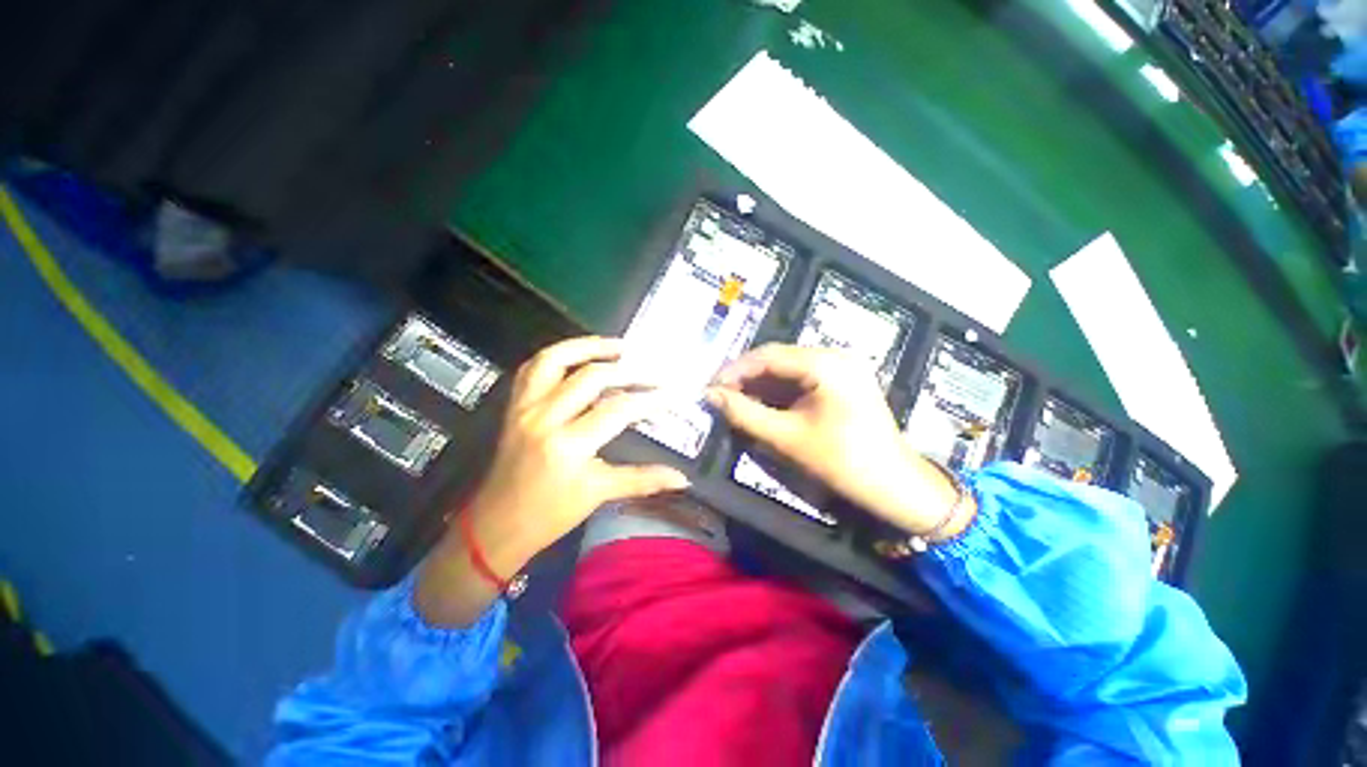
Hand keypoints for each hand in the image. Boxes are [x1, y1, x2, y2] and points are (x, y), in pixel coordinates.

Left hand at [418, 336, 687, 625]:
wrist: (496, 525)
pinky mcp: (514, 405)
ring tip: (619, 347)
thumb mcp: (599, 494)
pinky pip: (534, 367)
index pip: (618, 409)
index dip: (649, 398)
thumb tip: (683, 478)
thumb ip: (642, 480)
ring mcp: (525, 407)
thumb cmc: (550, 514)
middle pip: (592, 377)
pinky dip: (558, 355)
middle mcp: (545, 418)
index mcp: (568, 445)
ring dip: (589, 347)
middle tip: (653, 371)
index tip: (672, 393)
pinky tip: (580, 355)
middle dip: (629, 371)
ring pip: (555, 359)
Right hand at [706, 344, 970, 537]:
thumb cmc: (843, 462)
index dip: (734, 370)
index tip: (710, 388)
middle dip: (746, 377)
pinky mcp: (843, 381)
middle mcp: (834, 356)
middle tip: (720, 396)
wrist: (897, 486)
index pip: (768, 355)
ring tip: (735, 401)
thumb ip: (745, 414)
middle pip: (778, 359)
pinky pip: (802, 378)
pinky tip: (762, 404)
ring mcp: (841, 367)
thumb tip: (710, 396)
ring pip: (788, 369)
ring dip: (761, 384)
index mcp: (825, 363)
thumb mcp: (787, 438)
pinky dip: (779, 391)